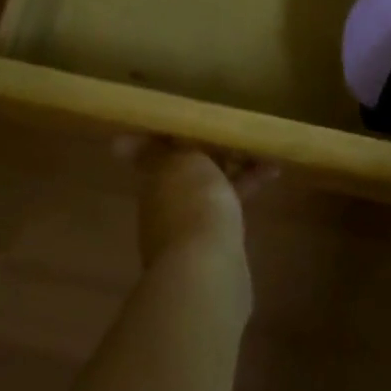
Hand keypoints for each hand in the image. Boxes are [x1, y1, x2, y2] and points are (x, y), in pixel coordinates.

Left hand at [128, 140, 274, 274]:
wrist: (207, 267)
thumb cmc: (192, 200)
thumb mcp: (181, 160)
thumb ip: (166, 149)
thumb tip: (120, 144)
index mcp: (152, 181)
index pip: (157, 152)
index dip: (172, 137)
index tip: (192, 123)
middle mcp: (165, 203)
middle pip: (189, 169)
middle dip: (213, 152)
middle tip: (239, 134)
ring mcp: (188, 225)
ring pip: (213, 186)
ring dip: (236, 169)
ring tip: (265, 153)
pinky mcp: (215, 242)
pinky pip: (230, 204)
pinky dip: (247, 189)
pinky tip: (271, 174)